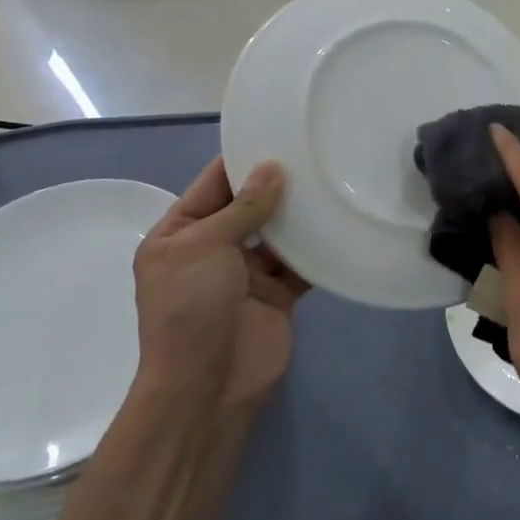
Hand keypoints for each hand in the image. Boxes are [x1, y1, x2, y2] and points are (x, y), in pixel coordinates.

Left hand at [132, 155, 307, 420]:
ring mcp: (246, 273)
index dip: (241, 160)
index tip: (277, 132)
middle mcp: (212, 249)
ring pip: (278, 232)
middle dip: (276, 183)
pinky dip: (317, 247)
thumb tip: (273, 168)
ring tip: (332, 179)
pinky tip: (340, 222)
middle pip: (248, 206)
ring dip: (300, 213)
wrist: (207, 387)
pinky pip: (300, 262)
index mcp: (179, 235)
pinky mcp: (278, 294)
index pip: (213, 185)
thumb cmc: (191, 309)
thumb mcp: (204, 248)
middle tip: (315, 152)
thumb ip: (242, 208)